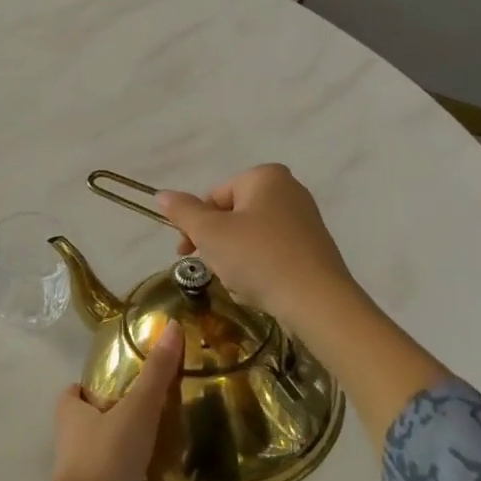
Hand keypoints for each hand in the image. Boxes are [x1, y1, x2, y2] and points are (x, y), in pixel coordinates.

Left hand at [0, 326, 183, 480]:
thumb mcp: (136, 407)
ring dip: (138, 466)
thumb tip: (173, 326)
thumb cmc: (106, 456)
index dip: (90, 387)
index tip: (119, 379)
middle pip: (95, 429)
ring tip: (172, 454)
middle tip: (154, 411)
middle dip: (119, 422)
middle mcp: (78, 448)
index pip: (74, 395)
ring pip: (115, 469)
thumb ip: (156, 372)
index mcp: (74, 419)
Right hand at [156, 163, 362, 321]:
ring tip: (238, 282)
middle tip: (212, 268)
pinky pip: (273, 251)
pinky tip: (259, 288)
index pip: (214, 197)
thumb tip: (162, 194)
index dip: (195, 225)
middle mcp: (289, 190)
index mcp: (265, 177)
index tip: (185, 252)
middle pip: (233, 215)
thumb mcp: (211, 233)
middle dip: (217, 242)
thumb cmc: (259, 258)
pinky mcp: (314, 248)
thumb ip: (183, 211)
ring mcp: (305, 220)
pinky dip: (259, 267)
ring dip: (236, 257)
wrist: (318, 303)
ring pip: (251, 236)